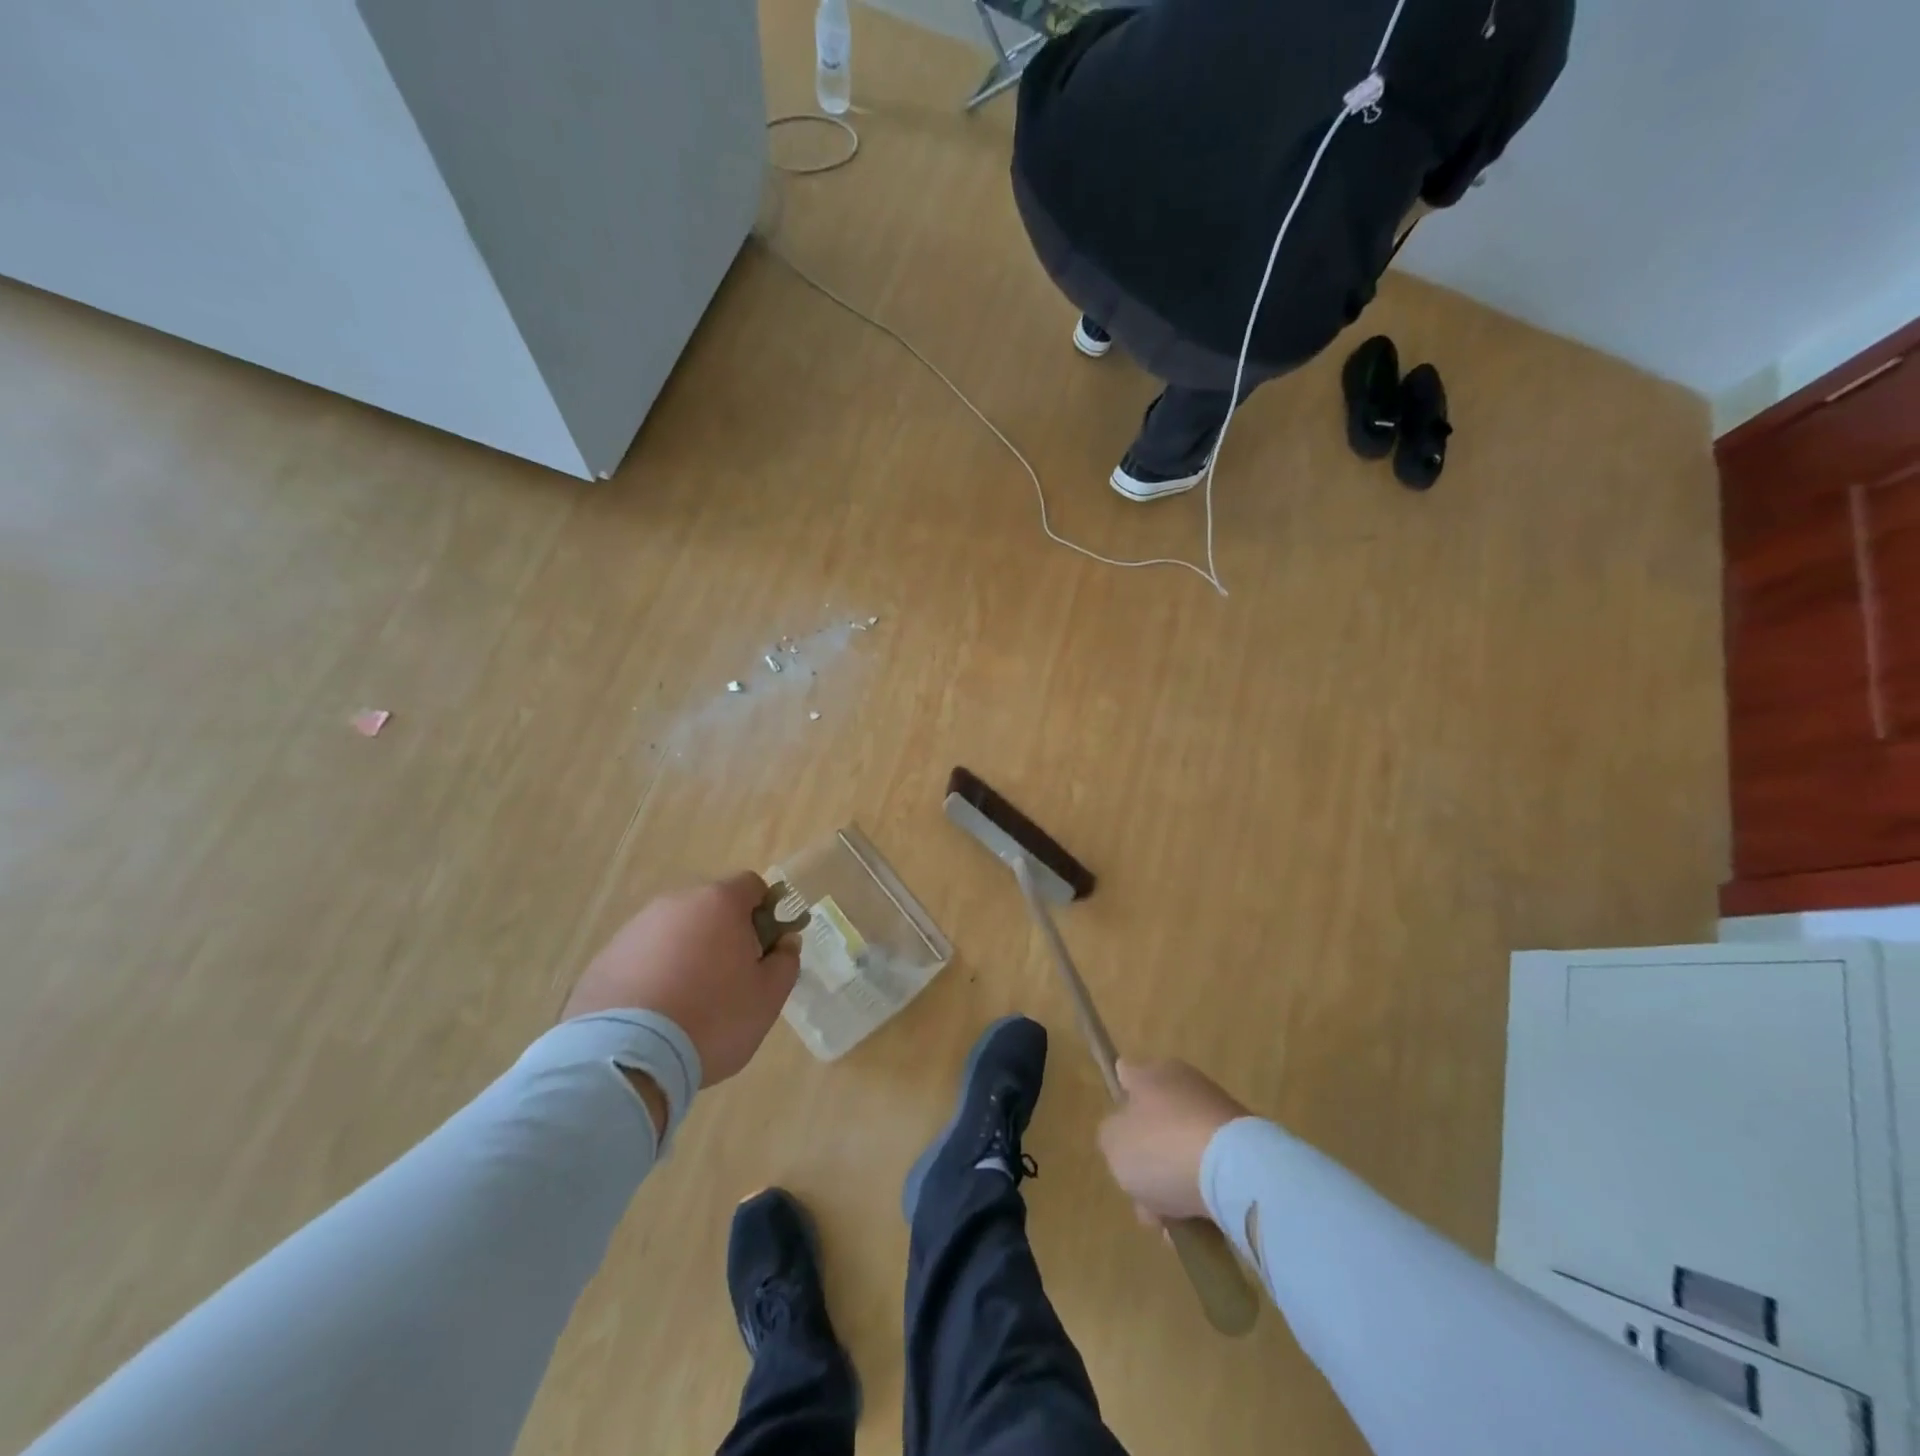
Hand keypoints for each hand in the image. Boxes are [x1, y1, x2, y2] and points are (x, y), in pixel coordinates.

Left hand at [562, 872, 799, 1085]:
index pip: (752, 886)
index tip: (765, 948)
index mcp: (719, 903)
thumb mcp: (768, 997)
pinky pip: (641, 958)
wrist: (626, 1057)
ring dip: (686, 955)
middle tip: (730, 981)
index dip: (765, 912)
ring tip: (687, 1004)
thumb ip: (785, 961)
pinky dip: (653, 975)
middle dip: (724, 936)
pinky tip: (654, 1015)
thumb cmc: (713, 1018)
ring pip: (674, 933)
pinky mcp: (603, 959)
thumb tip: (786, 941)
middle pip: (710, 908)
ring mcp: (634, 929)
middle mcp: (675, 904)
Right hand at [1098, 1059, 1249, 1222]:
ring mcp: (1219, 1116)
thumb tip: (1123, 1135)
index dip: (1120, 1097)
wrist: (1238, 1172)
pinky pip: (1211, 1173)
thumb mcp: (1113, 1142)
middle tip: (1142, 1198)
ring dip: (1173, 1187)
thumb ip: (1111, 1136)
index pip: (1127, 1075)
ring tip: (1170, 1227)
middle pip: (1155, 1125)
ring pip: (1182, 1153)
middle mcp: (1186, 1085)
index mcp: (1152, 1074)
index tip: (1118, 1126)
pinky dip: (1202, 1197)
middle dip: (1147, 1163)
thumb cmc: (1163, 1147)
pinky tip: (1197, 1228)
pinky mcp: (1246, 1148)